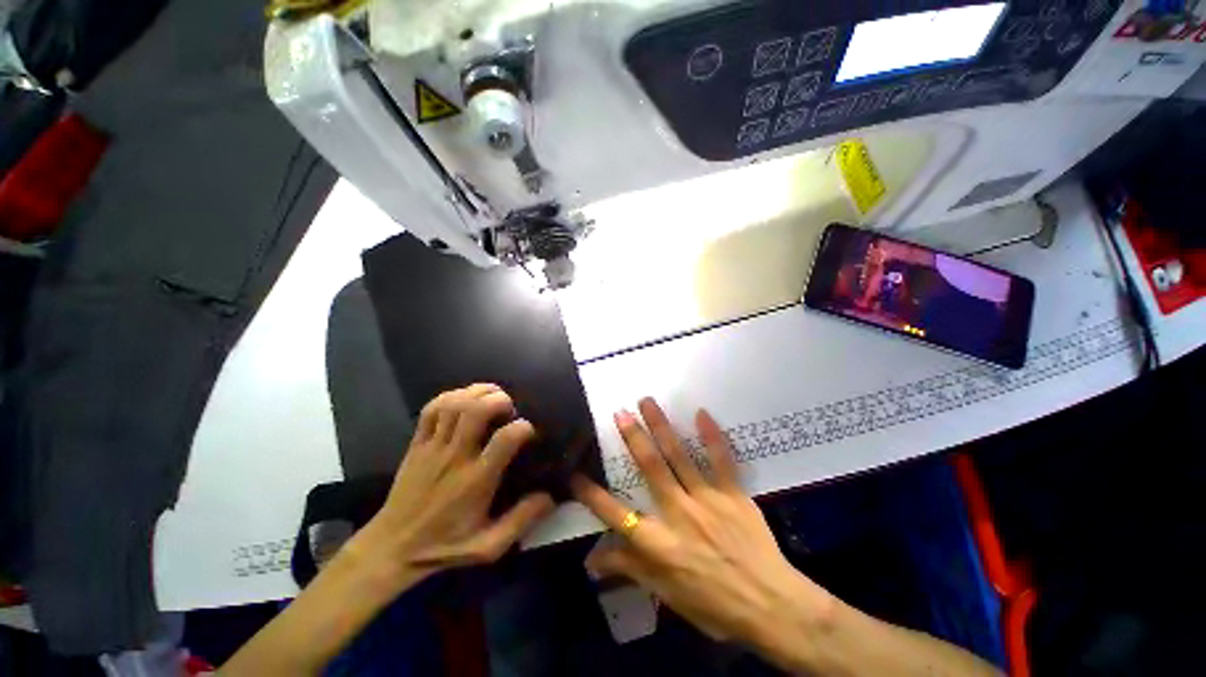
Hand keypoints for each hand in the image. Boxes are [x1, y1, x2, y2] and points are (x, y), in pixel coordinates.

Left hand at [352, 384, 554, 588]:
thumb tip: (550, 497)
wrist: (391, 548)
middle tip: (509, 408)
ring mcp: (432, 447)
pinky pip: (431, 410)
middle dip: (499, 400)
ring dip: (477, 393)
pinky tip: (464, 399)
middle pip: (476, 411)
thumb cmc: (444, 546)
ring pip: (454, 404)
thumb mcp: (488, 547)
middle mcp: (455, 457)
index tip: (529, 431)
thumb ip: (521, 521)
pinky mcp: (416, 444)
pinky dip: (450, 396)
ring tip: (492, 397)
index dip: (523, 428)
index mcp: (476, 480)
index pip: (505, 439)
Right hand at [571, 398, 834, 647]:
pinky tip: (702, 414)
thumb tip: (592, 561)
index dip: (593, 495)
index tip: (575, 474)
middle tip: (620, 413)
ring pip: (679, 456)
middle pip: (651, 469)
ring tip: (647, 402)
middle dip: (633, 438)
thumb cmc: (714, 605)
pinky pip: (722, 460)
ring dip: (661, 427)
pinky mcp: (733, 495)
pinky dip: (711, 436)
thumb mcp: (667, 595)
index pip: (616, 516)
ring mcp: (708, 500)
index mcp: (660, 544)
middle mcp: (679, 514)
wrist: (771, 607)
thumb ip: (630, 569)